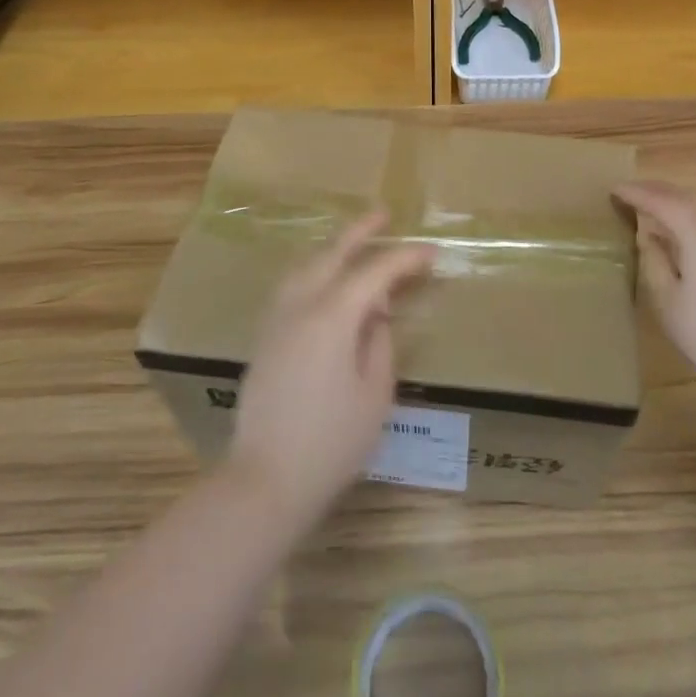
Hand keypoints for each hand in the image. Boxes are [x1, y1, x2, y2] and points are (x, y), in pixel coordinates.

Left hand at [229, 213, 431, 526]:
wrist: (264, 482)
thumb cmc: (331, 443)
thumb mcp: (374, 394)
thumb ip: (379, 343)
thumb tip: (376, 314)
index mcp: (332, 316)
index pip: (375, 272)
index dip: (405, 259)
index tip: (431, 253)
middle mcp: (300, 306)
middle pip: (331, 254)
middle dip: (360, 231)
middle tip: (383, 214)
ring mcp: (276, 321)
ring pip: (305, 266)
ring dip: (333, 248)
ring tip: (355, 243)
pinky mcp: (265, 339)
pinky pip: (292, 286)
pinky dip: (314, 270)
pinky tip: (324, 281)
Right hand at [614, 181, 695, 401]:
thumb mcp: (668, 302)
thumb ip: (654, 262)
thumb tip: (648, 237)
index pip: (660, 201)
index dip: (635, 193)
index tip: (613, 189)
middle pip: (685, 197)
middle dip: (656, 191)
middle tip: (630, 192)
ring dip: (676, 202)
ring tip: (653, 208)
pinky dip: (694, 216)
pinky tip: (684, 231)